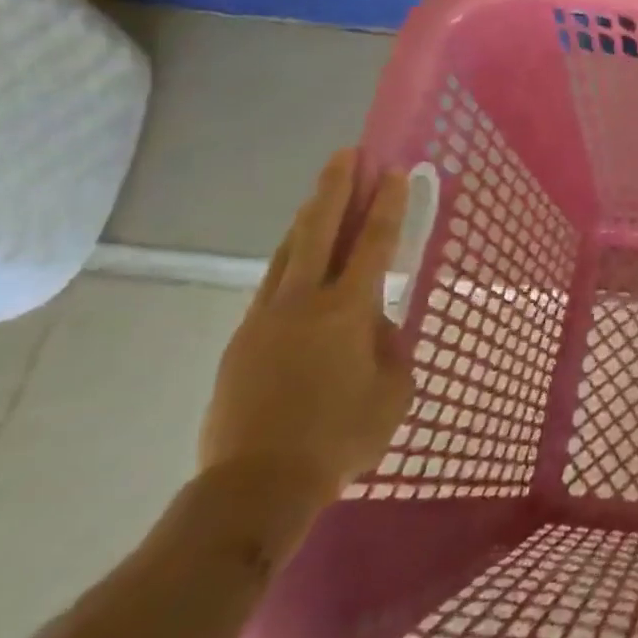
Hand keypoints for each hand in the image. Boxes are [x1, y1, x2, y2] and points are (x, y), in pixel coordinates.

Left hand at [199, 149, 414, 512]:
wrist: (257, 484)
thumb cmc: (340, 436)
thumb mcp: (393, 391)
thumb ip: (391, 347)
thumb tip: (377, 324)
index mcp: (348, 310)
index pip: (373, 243)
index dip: (387, 205)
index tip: (394, 171)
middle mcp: (304, 301)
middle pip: (320, 230)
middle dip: (336, 188)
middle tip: (348, 153)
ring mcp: (267, 317)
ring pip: (288, 252)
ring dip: (308, 217)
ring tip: (321, 193)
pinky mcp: (243, 340)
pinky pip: (271, 284)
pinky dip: (288, 259)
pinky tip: (294, 258)